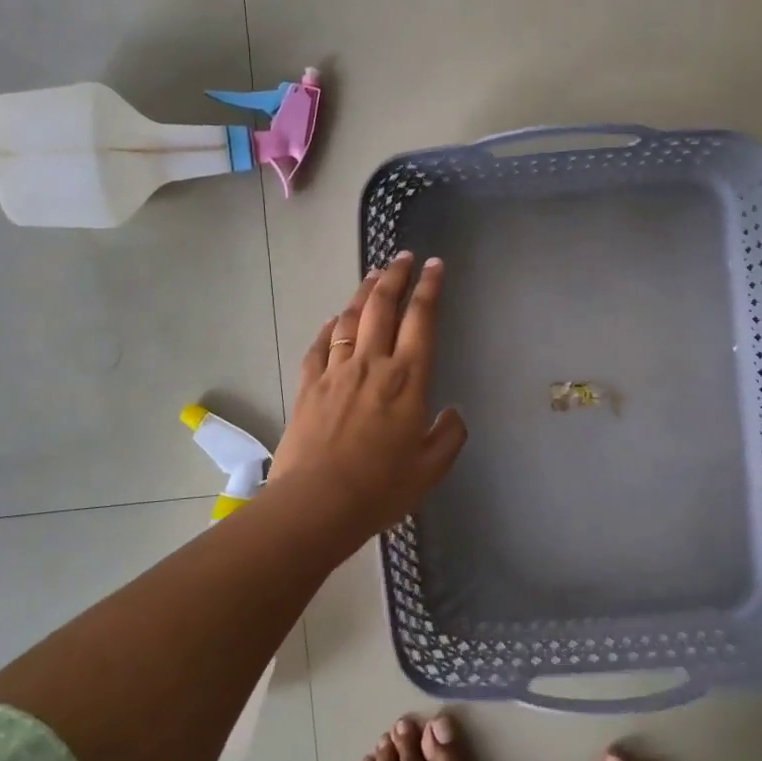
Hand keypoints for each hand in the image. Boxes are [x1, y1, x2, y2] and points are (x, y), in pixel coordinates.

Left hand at [267, 253, 467, 540]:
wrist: (316, 504)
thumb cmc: (380, 488)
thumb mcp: (430, 468)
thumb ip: (449, 436)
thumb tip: (453, 412)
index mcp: (408, 379)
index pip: (422, 319)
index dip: (429, 288)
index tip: (435, 265)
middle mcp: (372, 364)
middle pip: (383, 306)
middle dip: (396, 276)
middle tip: (403, 256)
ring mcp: (336, 372)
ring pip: (350, 319)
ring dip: (364, 292)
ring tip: (374, 275)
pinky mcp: (308, 385)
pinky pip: (320, 345)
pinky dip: (330, 327)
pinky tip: (334, 320)